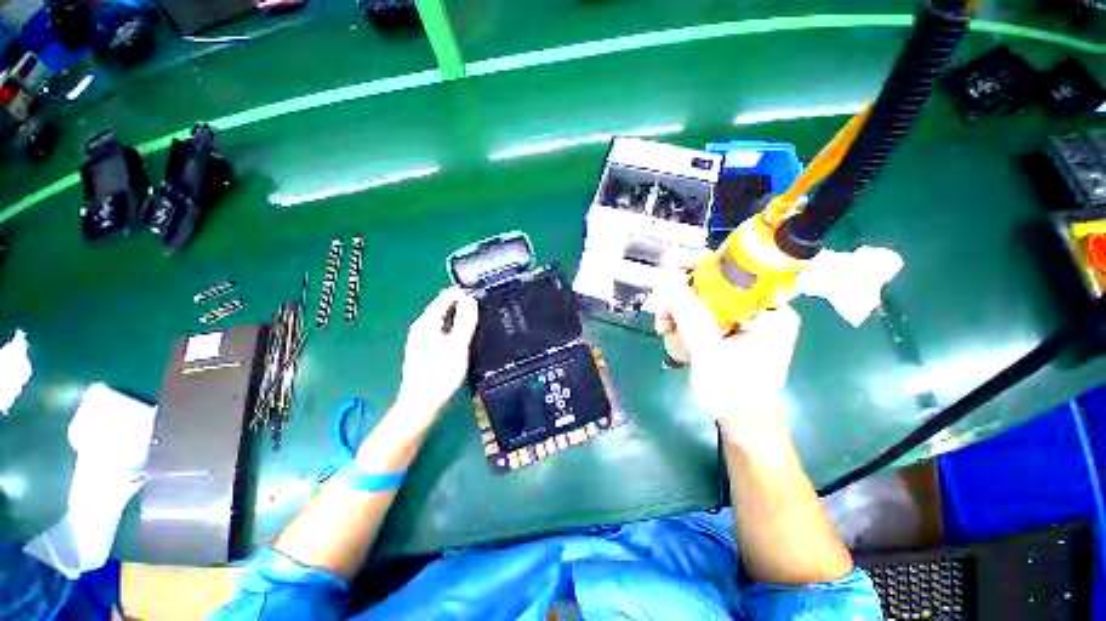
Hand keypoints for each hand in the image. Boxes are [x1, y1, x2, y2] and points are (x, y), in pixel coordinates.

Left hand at [393, 288, 478, 430]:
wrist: (421, 405)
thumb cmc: (440, 374)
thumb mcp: (457, 345)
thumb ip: (465, 320)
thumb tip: (471, 299)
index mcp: (427, 322)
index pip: (446, 296)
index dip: (464, 293)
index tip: (484, 295)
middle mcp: (422, 327)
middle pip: (445, 307)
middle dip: (464, 304)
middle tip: (486, 308)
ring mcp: (423, 339)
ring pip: (445, 320)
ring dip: (461, 317)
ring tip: (481, 321)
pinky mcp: (426, 351)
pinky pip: (444, 332)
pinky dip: (456, 329)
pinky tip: (467, 338)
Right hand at [655, 274, 799, 432]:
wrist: (739, 421)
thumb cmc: (734, 392)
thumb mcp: (710, 352)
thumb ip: (688, 315)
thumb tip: (666, 279)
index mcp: (770, 310)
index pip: (738, 271)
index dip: (704, 263)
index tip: (673, 265)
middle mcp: (757, 308)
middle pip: (714, 284)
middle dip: (682, 296)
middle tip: (663, 312)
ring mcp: (740, 319)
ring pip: (700, 299)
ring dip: (677, 312)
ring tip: (664, 329)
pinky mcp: (725, 328)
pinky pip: (698, 313)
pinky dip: (681, 322)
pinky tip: (671, 335)